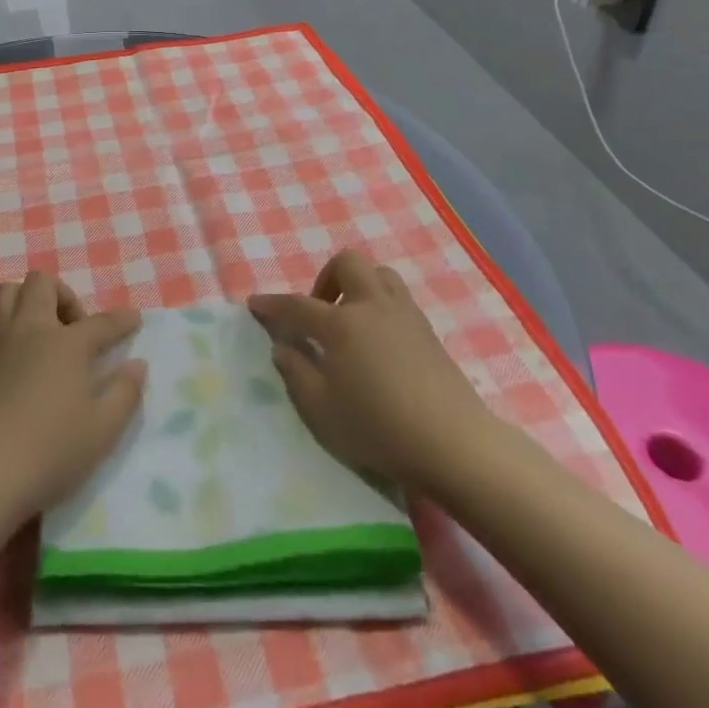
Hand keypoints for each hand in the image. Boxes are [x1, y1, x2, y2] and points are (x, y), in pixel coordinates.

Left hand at [0, 271, 145, 524]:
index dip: (122, 320)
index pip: (101, 323)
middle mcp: (30, 330)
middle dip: (64, 295)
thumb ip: (125, 394)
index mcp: (66, 344)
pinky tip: (21, 360)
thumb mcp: (102, 431)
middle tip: (75, 330)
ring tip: (44, 333)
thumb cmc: (49, 452)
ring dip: (29, 300)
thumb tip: (137, 365)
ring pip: (8, 292)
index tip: (134, 319)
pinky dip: (11, 328)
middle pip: (42, 284)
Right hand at [249, 249, 500, 500]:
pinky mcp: (428, 331)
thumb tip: (283, 348)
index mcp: (341, 324)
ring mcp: (405, 315)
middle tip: (319, 312)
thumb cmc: (379, 427)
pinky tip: (378, 341)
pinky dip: (380, 305)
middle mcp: (372, 306)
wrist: (454, 443)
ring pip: (379, 274)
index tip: (255, 304)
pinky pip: (398, 298)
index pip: (298, 305)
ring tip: (350, 320)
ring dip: (358, 286)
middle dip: (326, 279)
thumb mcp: (322, 410)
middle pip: (347, 264)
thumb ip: (296, 374)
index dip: (273, 304)